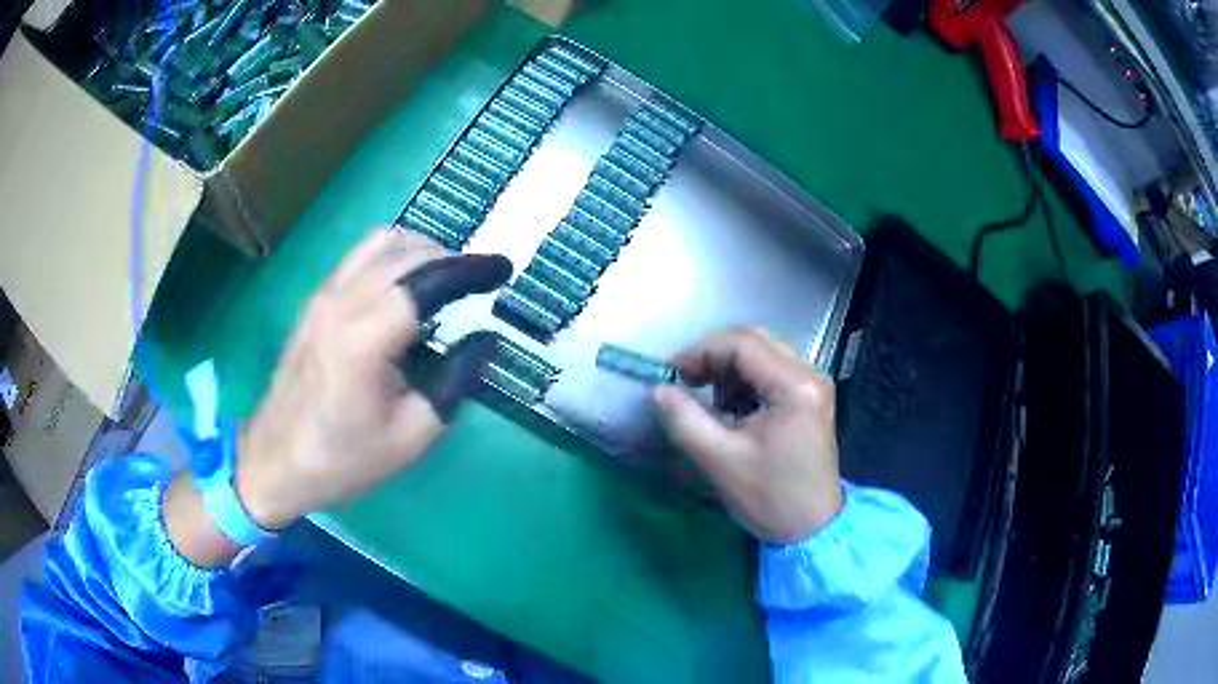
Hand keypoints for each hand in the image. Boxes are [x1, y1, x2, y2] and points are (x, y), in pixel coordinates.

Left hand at [166, 229, 510, 565]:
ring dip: (421, 249)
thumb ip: (452, 383)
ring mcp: (322, 297)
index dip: (470, 270)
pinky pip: (360, 256)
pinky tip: (405, 286)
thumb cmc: (342, 459)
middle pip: (406, 253)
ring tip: (445, 279)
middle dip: (451, 258)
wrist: (274, 461)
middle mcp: (340, 304)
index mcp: (363, 342)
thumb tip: (484, 341)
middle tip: (478, 284)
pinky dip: (393, 256)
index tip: (503, 269)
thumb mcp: (410, 438)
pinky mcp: (313, 300)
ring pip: (380, 242)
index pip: (426, 282)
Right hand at [653, 327, 842, 544]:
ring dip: (729, 368)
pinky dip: (745, 381)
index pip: (742, 345)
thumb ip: (685, 421)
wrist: (812, 528)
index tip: (671, 373)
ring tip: (706, 398)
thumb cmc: (770, 498)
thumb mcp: (721, 461)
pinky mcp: (811, 397)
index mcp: (795, 387)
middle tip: (685, 380)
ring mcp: (814, 385)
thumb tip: (658, 391)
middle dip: (714, 356)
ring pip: (764, 353)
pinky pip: (773, 371)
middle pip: (755, 341)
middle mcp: (810, 375)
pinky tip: (730, 407)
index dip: (701, 351)